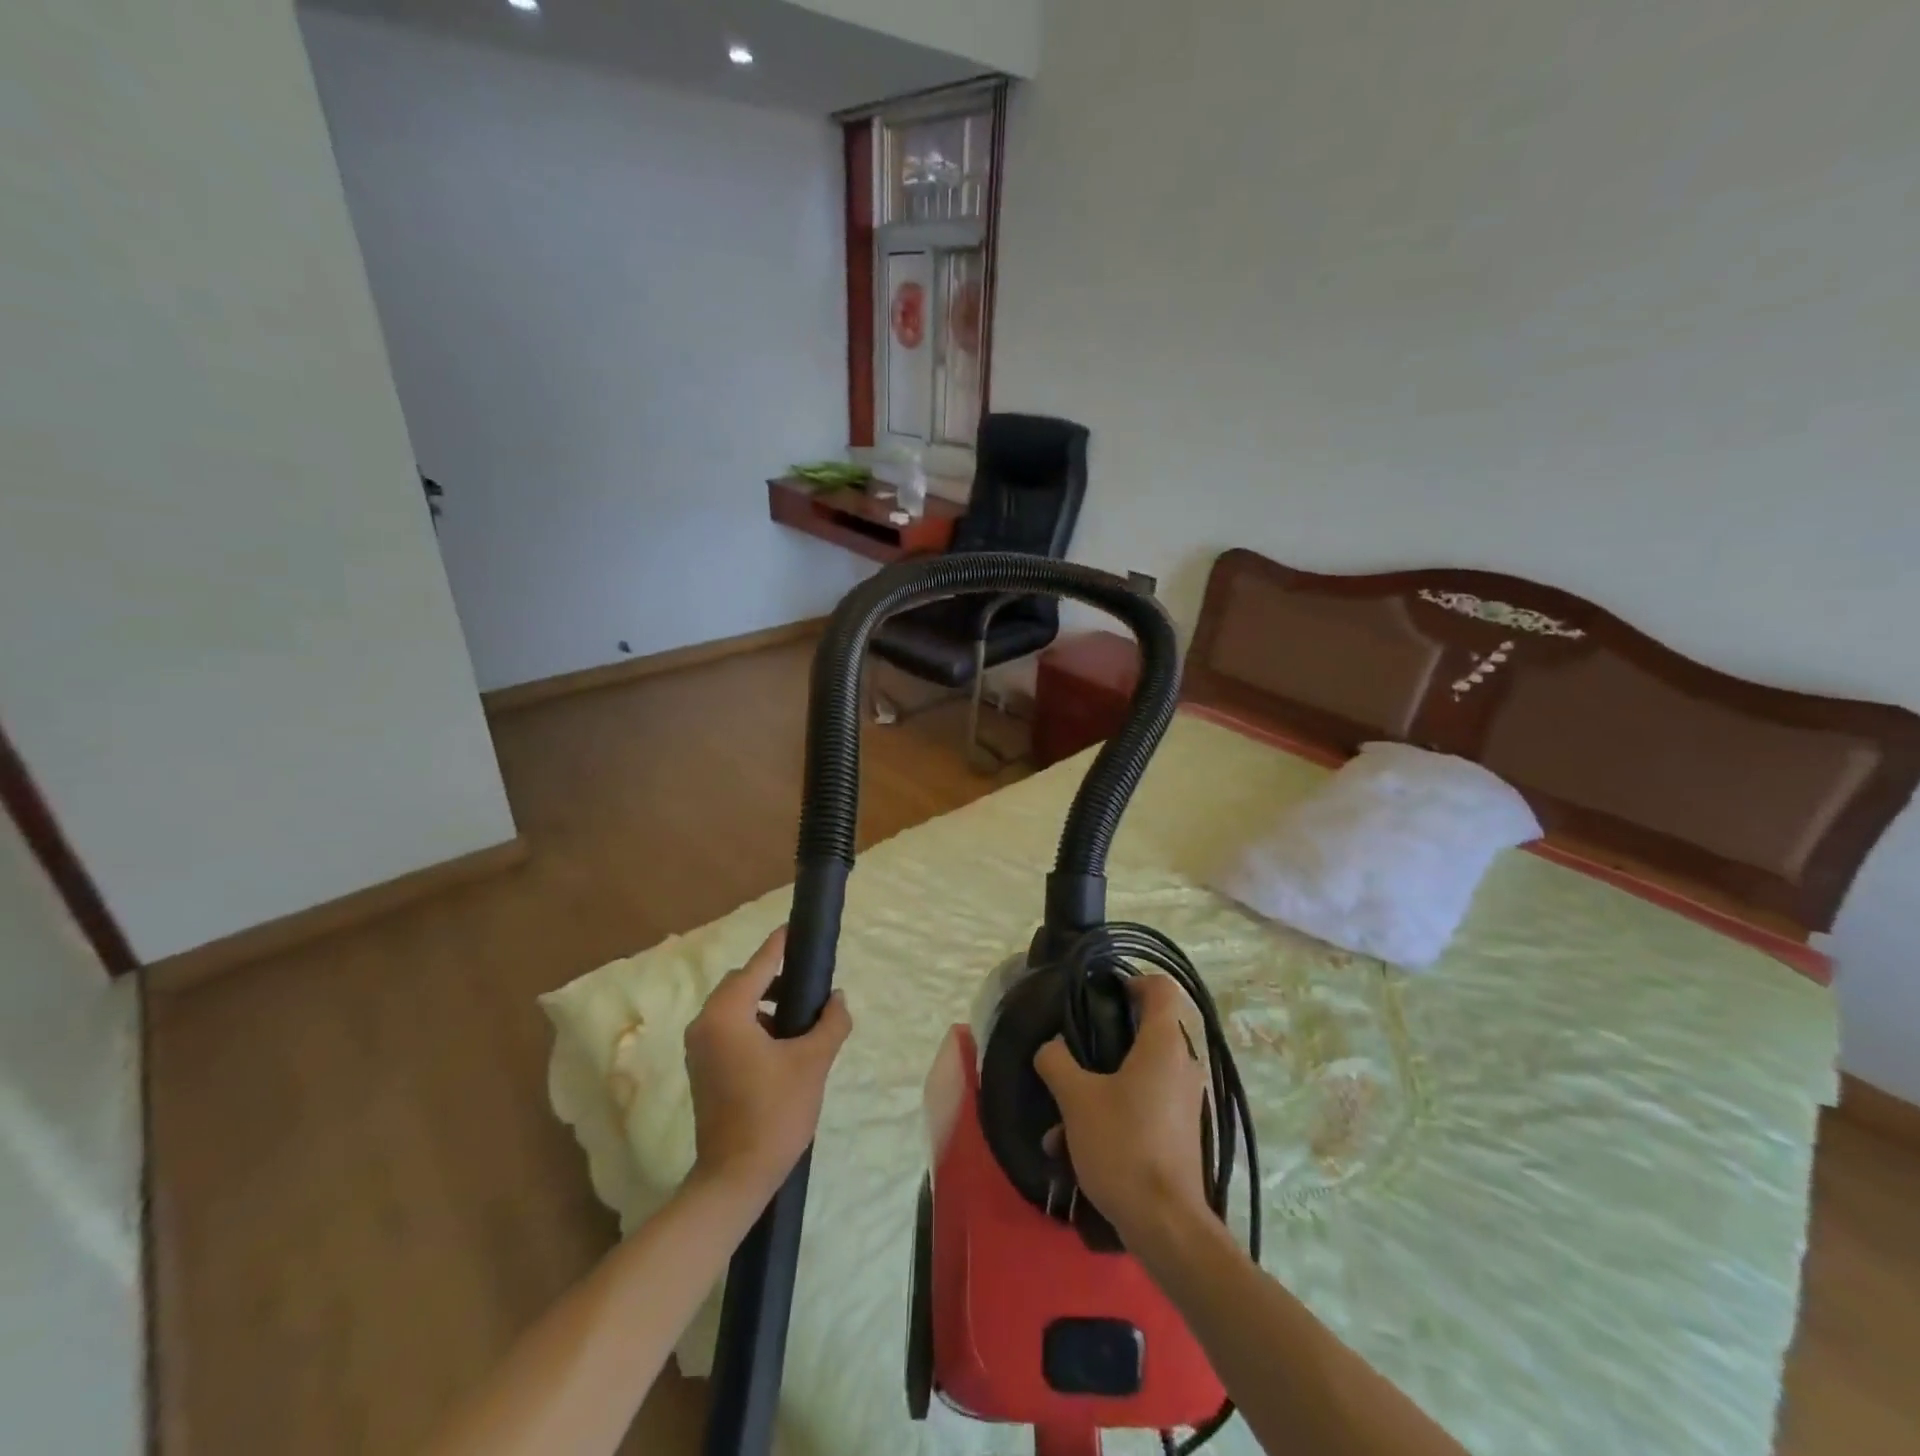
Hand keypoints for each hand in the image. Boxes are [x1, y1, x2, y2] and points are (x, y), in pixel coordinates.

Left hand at [684, 927, 852, 1205]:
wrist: (735, 1178)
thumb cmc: (774, 1113)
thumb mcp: (812, 1062)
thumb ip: (830, 1022)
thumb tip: (837, 998)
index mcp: (727, 1014)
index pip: (758, 965)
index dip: (780, 946)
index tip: (797, 929)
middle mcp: (705, 1024)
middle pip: (742, 983)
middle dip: (775, 979)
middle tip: (809, 986)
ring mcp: (699, 1048)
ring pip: (735, 1007)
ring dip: (765, 1003)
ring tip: (801, 1018)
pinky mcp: (702, 1068)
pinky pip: (729, 1028)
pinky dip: (754, 1024)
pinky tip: (782, 1044)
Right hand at [1034, 975, 1209, 1244]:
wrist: (1165, 1226)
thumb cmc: (1123, 1147)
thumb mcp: (1076, 1100)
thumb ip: (1057, 1061)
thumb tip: (1051, 1046)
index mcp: (1164, 1044)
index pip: (1161, 987)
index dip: (1131, 981)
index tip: (1100, 997)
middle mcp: (1182, 1065)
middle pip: (1147, 1029)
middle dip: (1104, 1040)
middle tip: (1074, 1049)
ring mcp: (1183, 1100)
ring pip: (1138, 1073)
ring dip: (1098, 1088)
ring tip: (1060, 1119)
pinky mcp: (1179, 1131)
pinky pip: (1142, 1105)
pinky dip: (1111, 1114)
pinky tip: (1072, 1148)